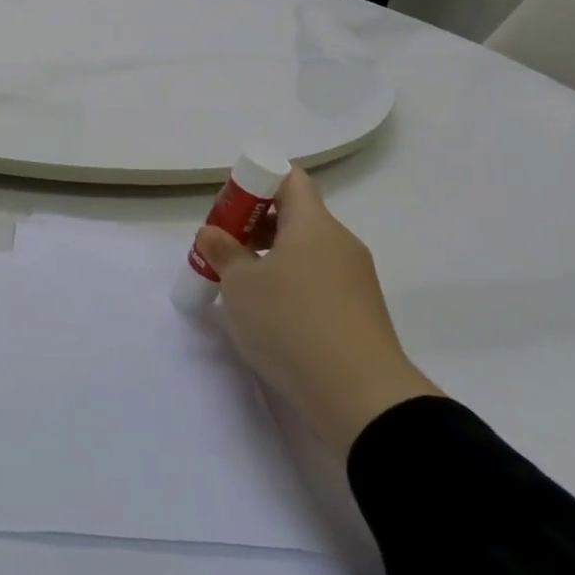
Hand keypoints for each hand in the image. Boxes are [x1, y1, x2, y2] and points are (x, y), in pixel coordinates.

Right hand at [193, 170, 438, 453]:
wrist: (361, 397)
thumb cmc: (292, 322)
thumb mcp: (240, 285)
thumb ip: (222, 252)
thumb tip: (212, 233)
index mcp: (314, 223)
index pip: (289, 178)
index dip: (256, 183)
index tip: (229, 211)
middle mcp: (339, 243)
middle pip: (295, 216)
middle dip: (254, 226)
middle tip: (223, 250)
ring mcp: (354, 279)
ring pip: (305, 252)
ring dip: (270, 259)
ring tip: (239, 289)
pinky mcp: (358, 313)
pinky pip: (317, 283)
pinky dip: (290, 287)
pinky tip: (268, 317)